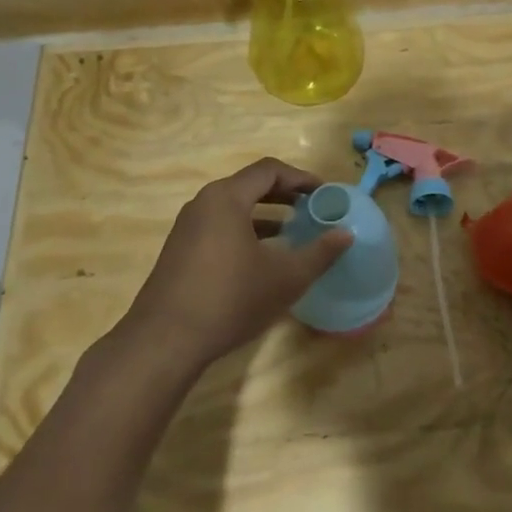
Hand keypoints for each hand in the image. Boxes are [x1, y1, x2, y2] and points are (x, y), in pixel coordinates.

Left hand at [125, 157, 351, 370]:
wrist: (165, 341)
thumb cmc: (230, 299)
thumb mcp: (286, 278)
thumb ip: (320, 253)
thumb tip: (346, 234)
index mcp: (227, 198)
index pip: (269, 170)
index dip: (301, 178)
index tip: (324, 193)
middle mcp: (204, 203)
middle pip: (250, 185)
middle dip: (284, 194)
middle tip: (312, 208)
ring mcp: (187, 227)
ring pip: (233, 207)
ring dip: (265, 214)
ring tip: (292, 231)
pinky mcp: (180, 250)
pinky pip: (219, 226)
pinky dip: (245, 230)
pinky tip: (261, 258)